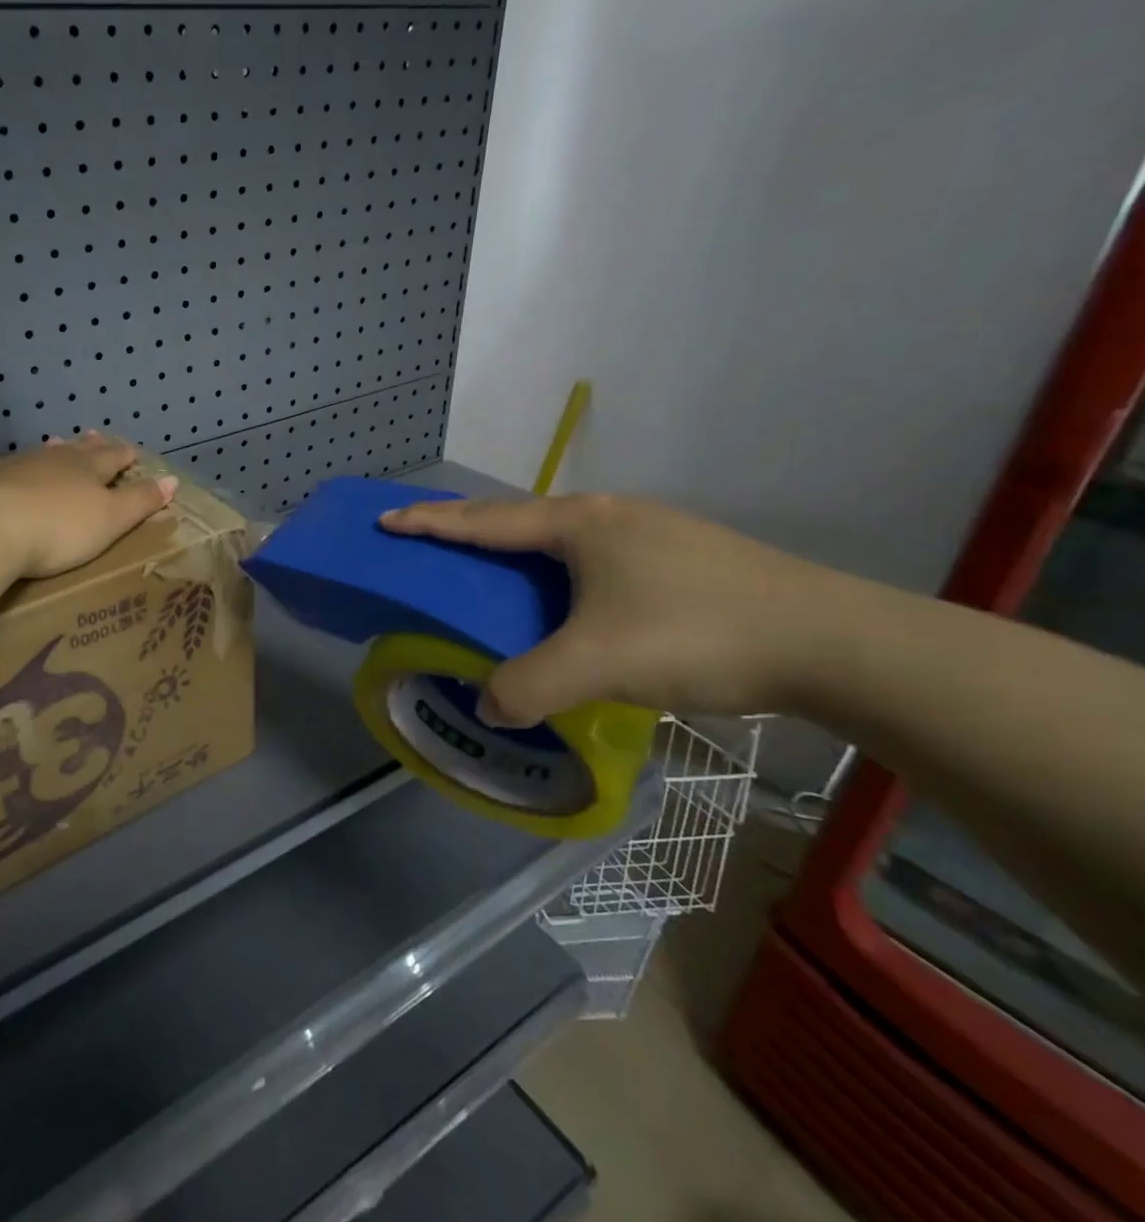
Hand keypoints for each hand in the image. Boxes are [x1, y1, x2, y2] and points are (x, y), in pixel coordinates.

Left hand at [0, 433, 178, 577]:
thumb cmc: (60, 528)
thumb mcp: (111, 519)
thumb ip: (140, 500)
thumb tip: (172, 479)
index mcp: (90, 469)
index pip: (114, 457)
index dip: (125, 456)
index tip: (133, 452)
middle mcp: (56, 459)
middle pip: (78, 450)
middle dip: (91, 446)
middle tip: (96, 436)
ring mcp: (19, 466)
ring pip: (42, 454)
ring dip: (53, 450)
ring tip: (57, 442)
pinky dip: (4, 465)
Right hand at [378, 494, 837, 723]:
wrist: (834, 642)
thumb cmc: (696, 634)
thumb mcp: (596, 665)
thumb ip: (528, 687)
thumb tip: (489, 706)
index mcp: (579, 524)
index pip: (484, 520)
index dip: (431, 522)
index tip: (387, 520)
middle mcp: (610, 516)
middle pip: (519, 517)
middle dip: (469, 527)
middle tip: (431, 539)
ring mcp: (652, 533)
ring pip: (562, 537)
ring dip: (518, 549)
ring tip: (495, 571)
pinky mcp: (683, 558)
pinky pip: (595, 556)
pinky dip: (559, 570)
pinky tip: (571, 599)